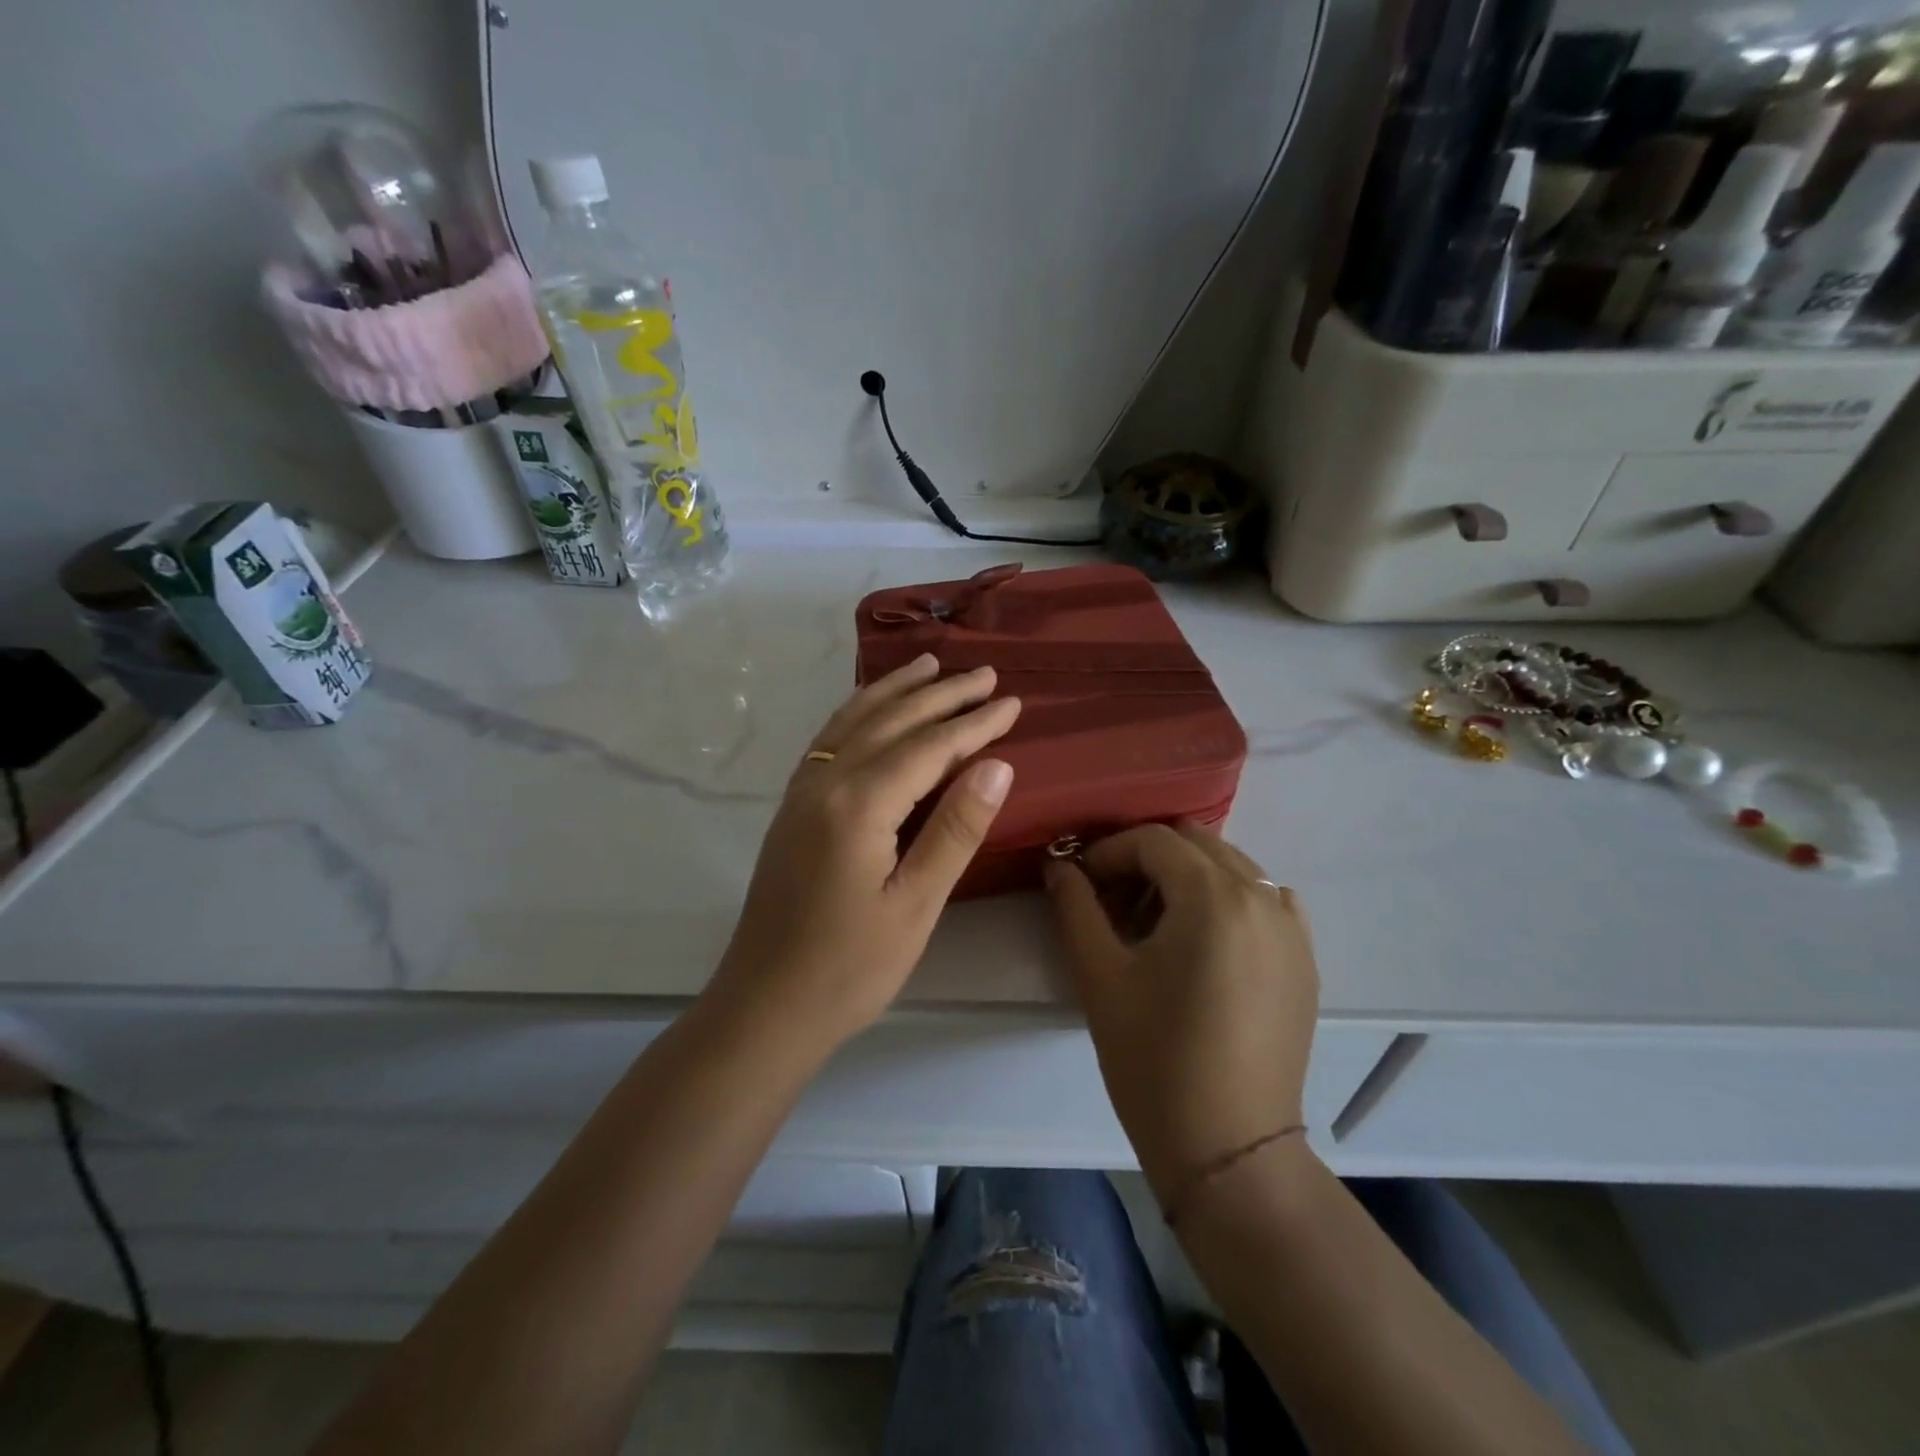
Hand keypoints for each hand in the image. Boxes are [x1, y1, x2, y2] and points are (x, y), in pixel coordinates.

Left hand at [710, 653, 1020, 1046]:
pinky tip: (871, 709)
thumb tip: (998, 764)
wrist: (765, 1005)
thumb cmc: (850, 967)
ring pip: (854, 721)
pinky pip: (830, 739)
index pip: (929, 746)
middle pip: (892, 721)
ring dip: (895, 690)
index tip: (1013, 702)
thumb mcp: (916, 904)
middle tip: (986, 674)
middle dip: (942, 694)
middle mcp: (825, 782)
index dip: (974, 723)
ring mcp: (802, 792)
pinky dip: (859, 712)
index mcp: (858, 804)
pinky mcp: (792, 808)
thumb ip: (955, 829)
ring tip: (930, 664)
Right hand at [1046, 824, 1319, 1200]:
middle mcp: (1262, 896)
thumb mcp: (1100, 976)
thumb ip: (1075, 906)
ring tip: (1154, 922)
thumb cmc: (1154, 1060)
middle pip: (1194, 842)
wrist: (1229, 1149)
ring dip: (1186, 876)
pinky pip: (1264, 899)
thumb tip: (1058, 866)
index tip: (1080, 883)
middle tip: (1111, 899)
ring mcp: (1292, 927)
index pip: (1153, 840)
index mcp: (1214, 896)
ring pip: (1231, 867)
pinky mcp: (1304, 958)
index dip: (1108, 852)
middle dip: (1145, 858)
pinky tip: (1204, 941)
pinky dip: (1228, 899)